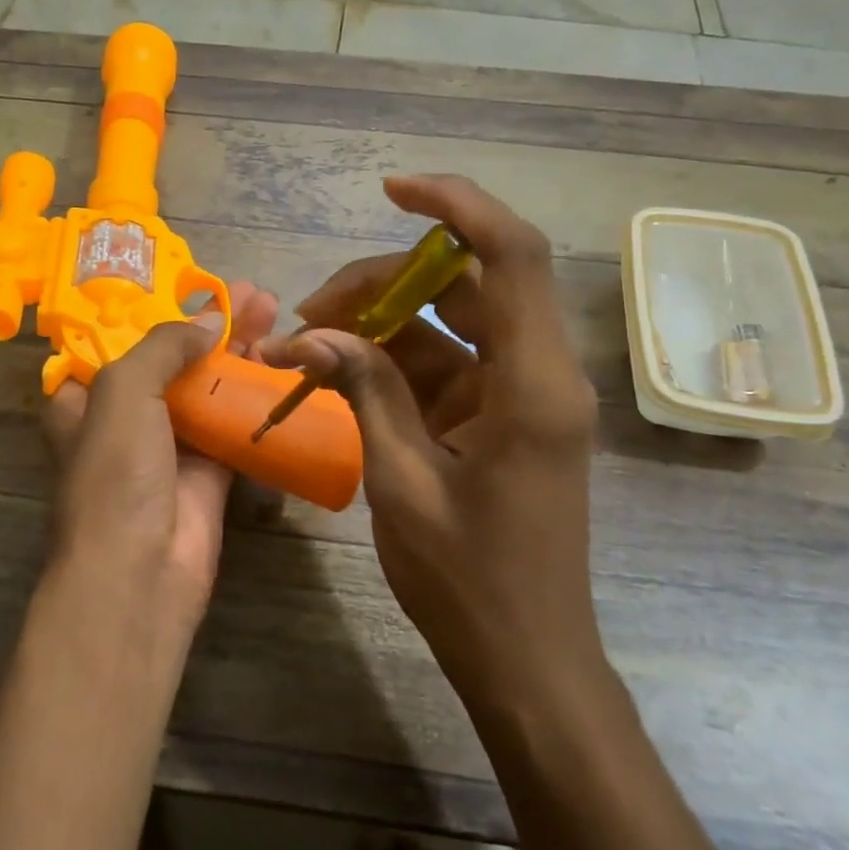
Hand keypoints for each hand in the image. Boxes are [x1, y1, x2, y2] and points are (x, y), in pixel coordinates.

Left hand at [42, 282, 280, 620]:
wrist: (141, 571)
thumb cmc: (116, 475)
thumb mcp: (123, 392)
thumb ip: (164, 346)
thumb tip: (212, 321)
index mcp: (86, 398)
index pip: (120, 340)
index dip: (157, 310)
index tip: (195, 284)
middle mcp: (126, 417)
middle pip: (174, 359)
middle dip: (212, 324)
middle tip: (254, 294)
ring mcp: (170, 445)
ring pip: (208, 386)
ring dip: (239, 352)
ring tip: (275, 312)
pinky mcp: (209, 471)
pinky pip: (234, 422)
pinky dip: (255, 394)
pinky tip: (282, 363)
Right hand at [263, 177, 602, 699]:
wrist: (525, 658)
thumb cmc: (468, 582)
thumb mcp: (401, 482)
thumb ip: (366, 393)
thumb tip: (314, 333)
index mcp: (532, 384)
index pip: (511, 255)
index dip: (456, 206)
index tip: (391, 191)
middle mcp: (537, 372)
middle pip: (465, 283)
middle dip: (383, 282)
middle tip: (312, 313)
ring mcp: (519, 394)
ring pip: (449, 322)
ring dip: (381, 322)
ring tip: (311, 344)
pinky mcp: (501, 416)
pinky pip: (445, 363)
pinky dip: (393, 361)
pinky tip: (339, 373)